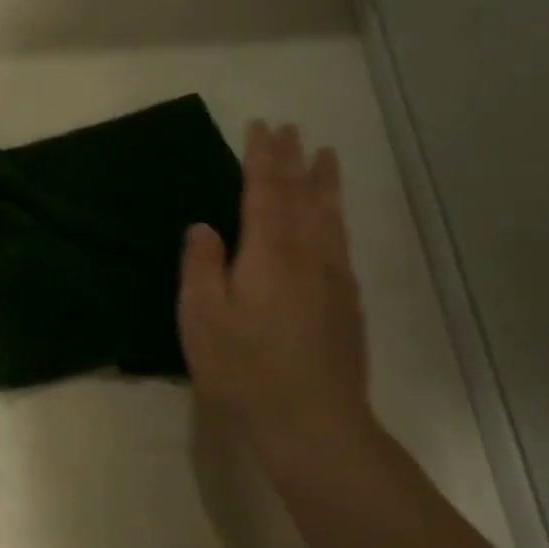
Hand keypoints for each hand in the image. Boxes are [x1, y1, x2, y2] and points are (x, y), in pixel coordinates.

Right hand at [178, 121, 371, 474]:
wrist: (312, 421)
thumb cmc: (244, 368)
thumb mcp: (202, 317)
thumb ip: (202, 266)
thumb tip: (204, 227)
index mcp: (269, 254)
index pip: (266, 192)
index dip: (262, 158)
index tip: (262, 127)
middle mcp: (308, 256)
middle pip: (303, 196)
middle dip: (295, 161)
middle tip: (293, 130)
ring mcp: (334, 279)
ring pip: (330, 217)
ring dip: (324, 183)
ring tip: (326, 157)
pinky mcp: (346, 304)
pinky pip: (340, 242)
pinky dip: (334, 218)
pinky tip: (333, 223)